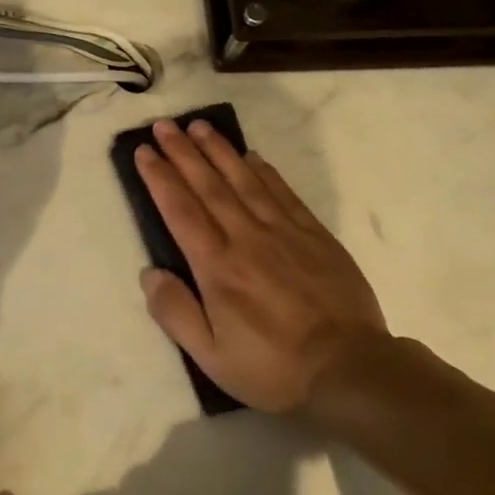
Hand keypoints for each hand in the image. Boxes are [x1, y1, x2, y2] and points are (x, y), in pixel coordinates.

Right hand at [135, 117, 391, 420]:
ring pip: (245, 181)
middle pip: (209, 185)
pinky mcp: (315, 236)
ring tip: (199, 126)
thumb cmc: (272, 367)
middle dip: (183, 152)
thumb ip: (175, 313)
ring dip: (219, 151)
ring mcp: (285, 233)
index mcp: (217, 268)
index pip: (180, 210)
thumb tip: (150, 273)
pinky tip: (252, 156)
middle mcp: (247, 239)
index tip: (144, 152)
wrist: (350, 369)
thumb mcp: (210, 356)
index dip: (159, 178)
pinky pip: (284, 193)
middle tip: (164, 125)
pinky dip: (265, 171)